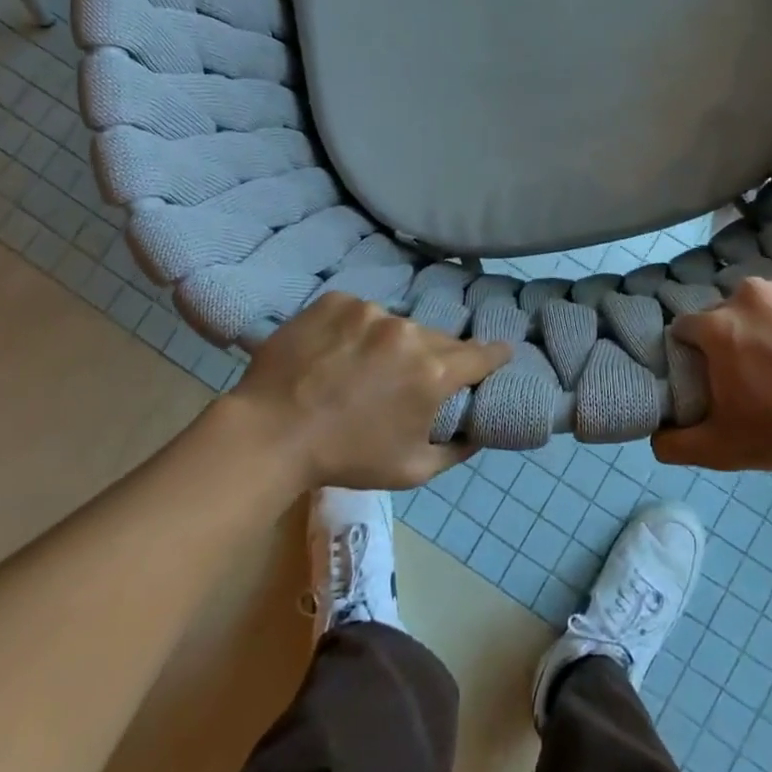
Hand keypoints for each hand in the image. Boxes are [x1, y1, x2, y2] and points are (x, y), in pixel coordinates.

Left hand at [228, 293, 509, 489]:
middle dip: (434, 357)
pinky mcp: (338, 300)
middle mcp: (408, 332)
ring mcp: (370, 311)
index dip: (494, 356)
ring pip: (397, 325)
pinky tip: (336, 352)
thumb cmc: (345, 458)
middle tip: (413, 378)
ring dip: (391, 343)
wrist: (270, 433)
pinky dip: (356, 329)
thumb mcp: (411, 470)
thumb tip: (478, 431)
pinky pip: (360, 312)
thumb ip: (456, 450)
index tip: (501, 353)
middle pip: (437, 339)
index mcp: (433, 371)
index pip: (481, 355)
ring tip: (365, 368)